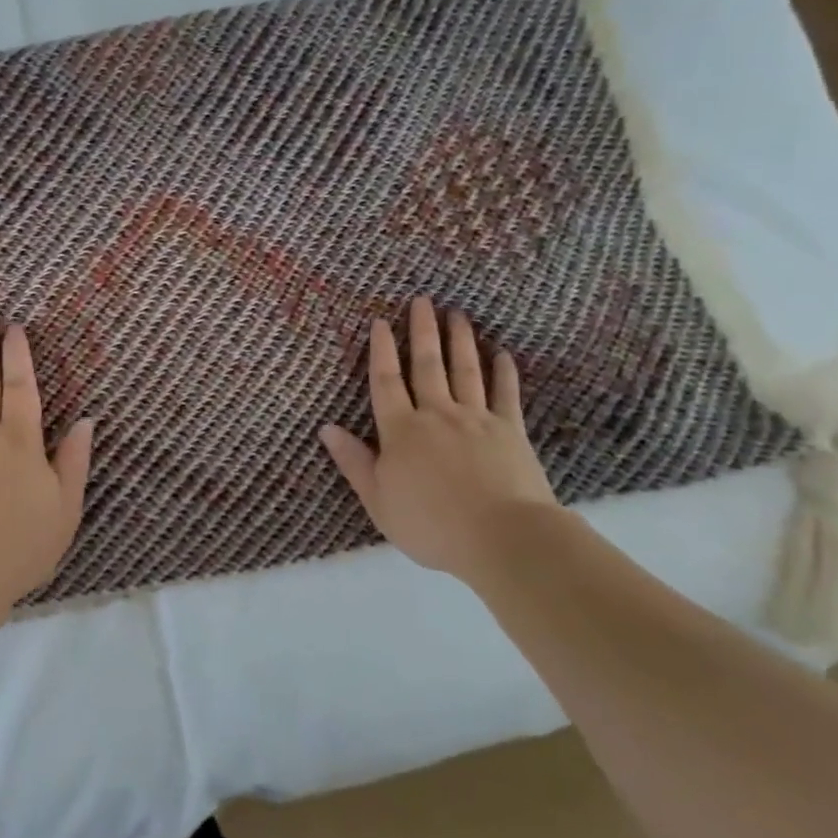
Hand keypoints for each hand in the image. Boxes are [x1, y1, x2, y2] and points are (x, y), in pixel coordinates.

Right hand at [320, 298, 559, 578]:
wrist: (501, 537)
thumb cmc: (431, 524)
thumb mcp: (378, 499)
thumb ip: (353, 461)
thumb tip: (326, 428)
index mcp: (401, 431)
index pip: (386, 382)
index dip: (381, 351)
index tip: (381, 322)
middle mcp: (436, 414)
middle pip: (427, 365)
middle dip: (422, 332)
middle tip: (422, 300)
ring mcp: (476, 419)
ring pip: (465, 371)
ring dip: (460, 341)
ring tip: (458, 314)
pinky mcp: (510, 431)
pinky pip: (506, 395)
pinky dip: (504, 373)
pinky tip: (502, 354)